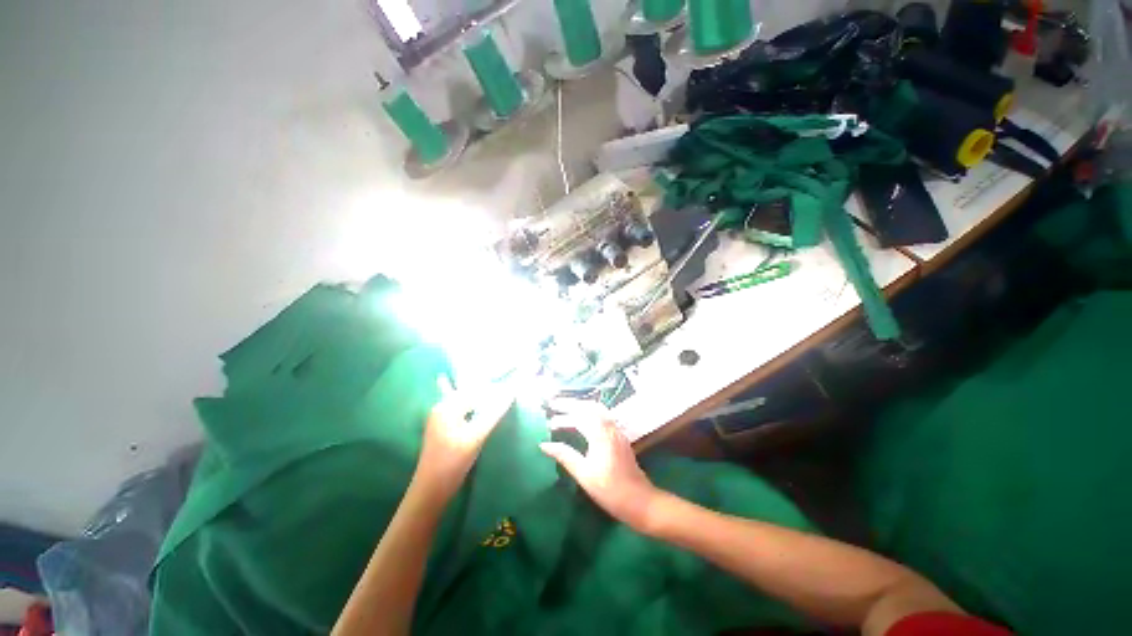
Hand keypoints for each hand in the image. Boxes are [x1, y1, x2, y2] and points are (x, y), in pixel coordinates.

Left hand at [413, 377, 513, 500]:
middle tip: (510, 394)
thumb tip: (511, 393)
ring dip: (483, 401)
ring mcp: (442, 418)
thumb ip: (494, 413)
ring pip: (467, 402)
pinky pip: (463, 411)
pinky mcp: (445, 428)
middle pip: (470, 394)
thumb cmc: (452, 462)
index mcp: (447, 406)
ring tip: (501, 401)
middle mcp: (442, 407)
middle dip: (489, 393)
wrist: (430, 491)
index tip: (514, 391)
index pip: (476, 390)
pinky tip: (485, 412)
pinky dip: (476, 410)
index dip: (495, 390)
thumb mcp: (476, 437)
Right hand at [540, 399, 661, 531]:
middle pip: (589, 406)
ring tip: (566, 408)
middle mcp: (610, 427)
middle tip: (554, 404)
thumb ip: (564, 455)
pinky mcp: (620, 436)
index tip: (548, 423)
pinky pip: (604, 415)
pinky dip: (590, 412)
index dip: (562, 417)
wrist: (639, 501)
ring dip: (581, 406)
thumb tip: (544, 444)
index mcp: (600, 434)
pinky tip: (583, 419)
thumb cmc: (609, 490)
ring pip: (598, 409)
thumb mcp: (583, 474)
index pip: (578, 417)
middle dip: (571, 403)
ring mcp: (617, 431)